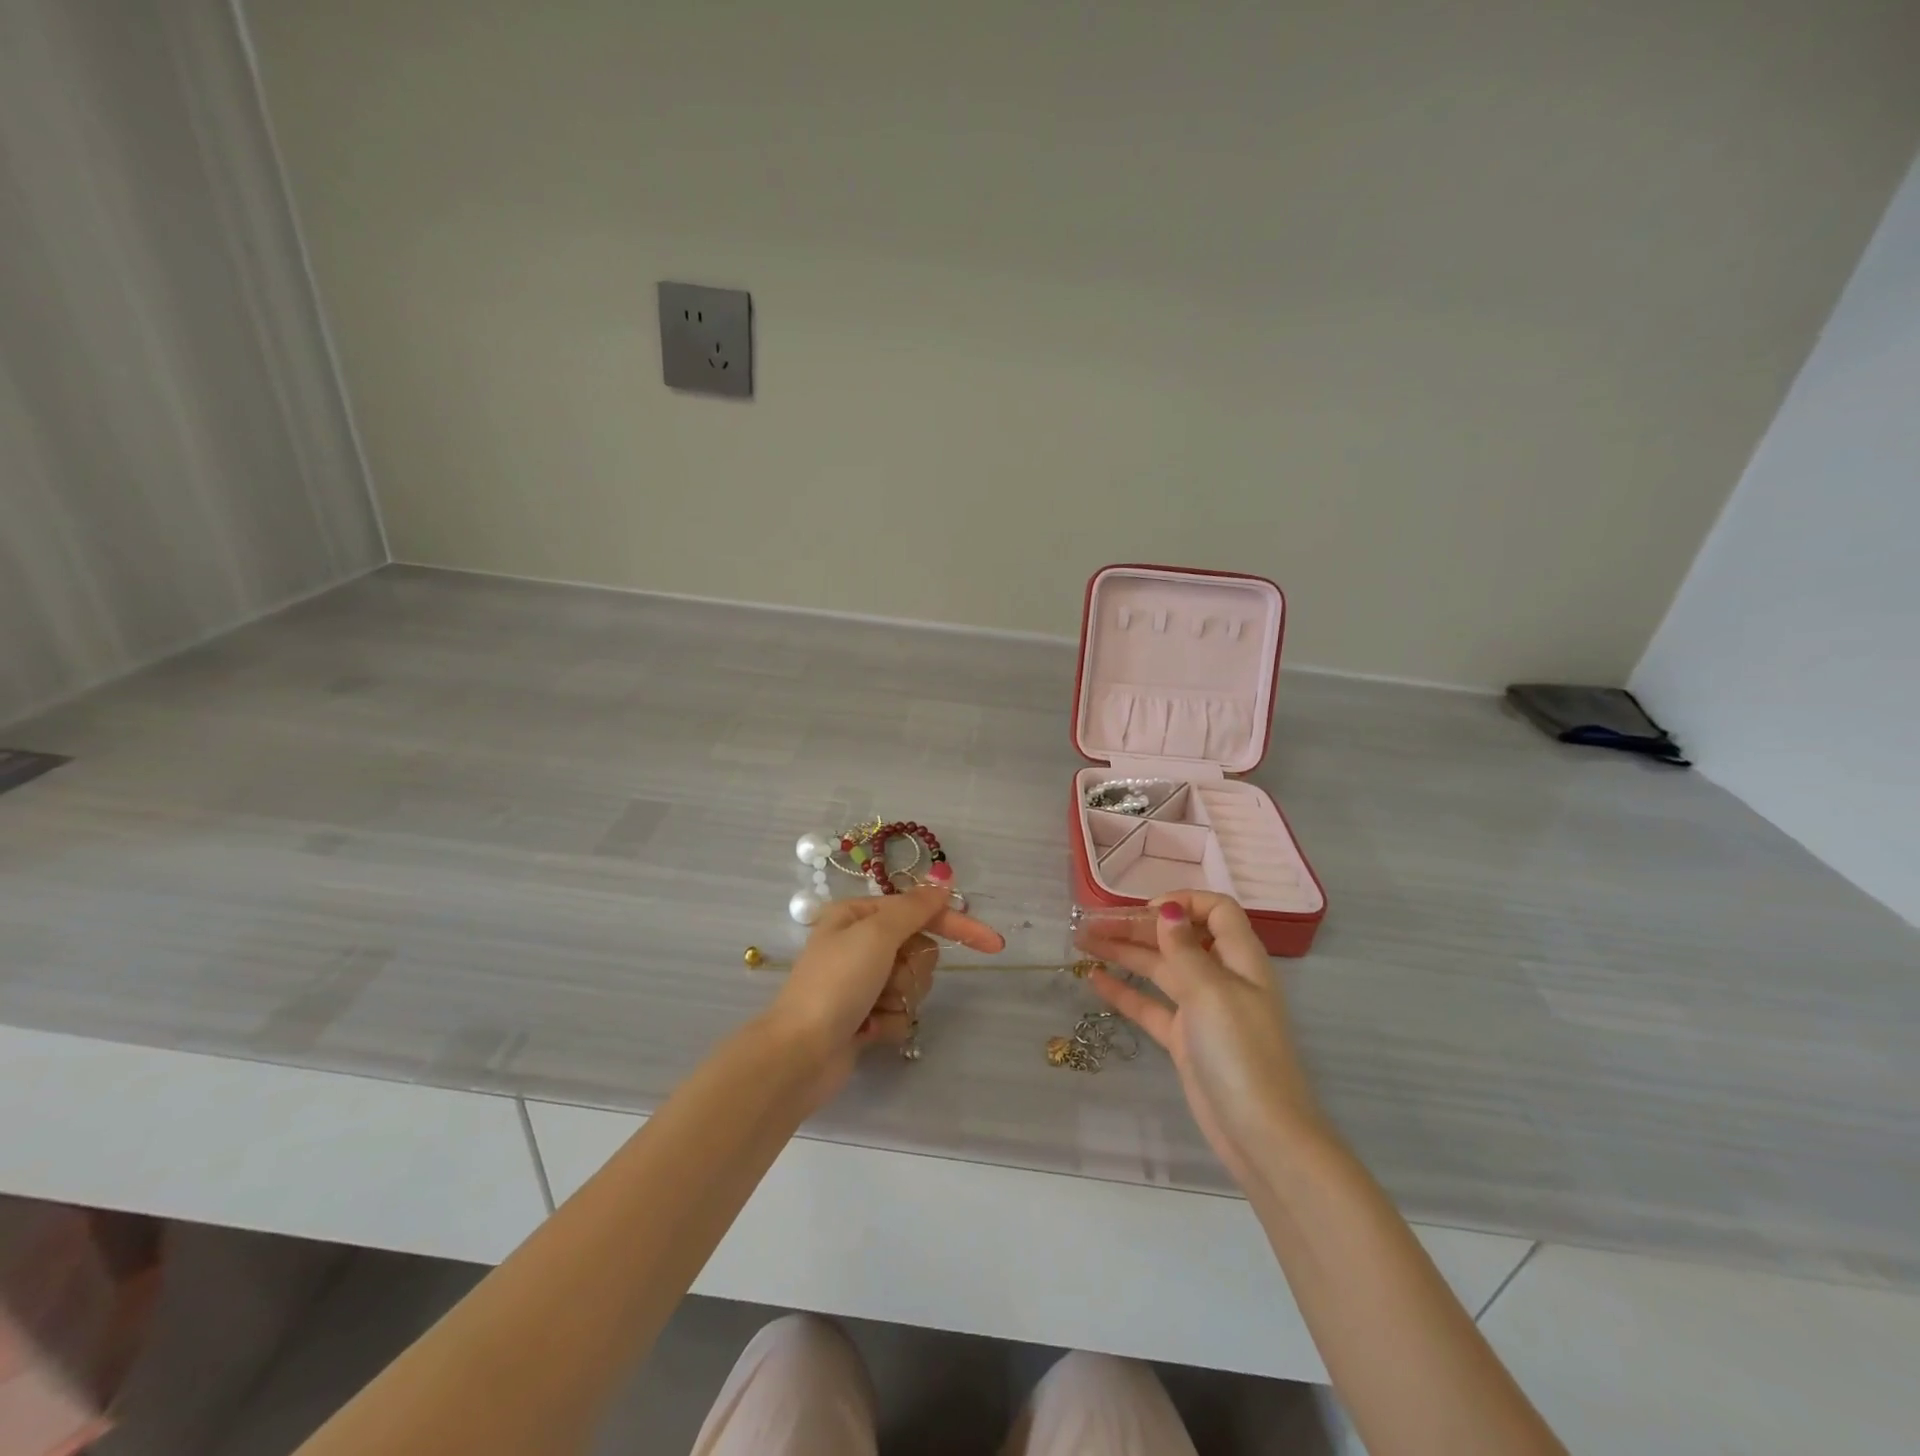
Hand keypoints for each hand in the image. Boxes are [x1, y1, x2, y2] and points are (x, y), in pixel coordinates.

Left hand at [766, 886, 1005, 1107]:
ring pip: (914, 983)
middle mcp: (861, 944)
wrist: (800, 1054)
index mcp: (858, 915)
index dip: (958, 924)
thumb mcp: (876, 934)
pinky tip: (866, 1031)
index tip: (994, 943)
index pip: (920, 910)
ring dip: (900, 997)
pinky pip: (901, 1013)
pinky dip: (889, 1023)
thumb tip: (942, 884)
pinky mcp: (866, 1017)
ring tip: (872, 1008)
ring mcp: (863, 983)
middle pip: (920, 949)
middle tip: (888, 979)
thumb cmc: (836, 984)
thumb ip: (914, 908)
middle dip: (912, 969)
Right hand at [1079, 891, 1323, 1187]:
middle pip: (1178, 938)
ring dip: (1124, 953)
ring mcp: (1202, 1010)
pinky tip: (1094, 979)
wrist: (1261, 1135)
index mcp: (1240, 960)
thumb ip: (1185, 949)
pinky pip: (1151, 1005)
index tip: (1147, 911)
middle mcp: (1221, 977)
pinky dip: (1124, 991)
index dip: (1184, 902)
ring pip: (1159, 969)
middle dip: (1138, 926)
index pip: (1217, 911)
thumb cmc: (1241, 1053)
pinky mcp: (1185, 1040)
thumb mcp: (1212, 992)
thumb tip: (1169, 910)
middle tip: (1093, 923)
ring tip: (1082, 942)